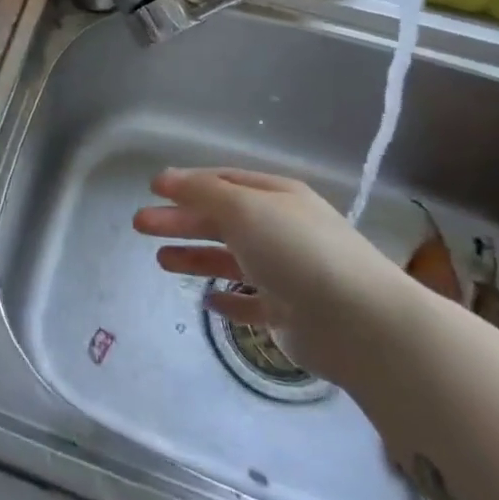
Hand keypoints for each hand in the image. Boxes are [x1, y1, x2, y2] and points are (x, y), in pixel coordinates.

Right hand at [134, 167, 412, 382]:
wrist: (359, 322)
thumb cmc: (296, 250)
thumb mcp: (243, 207)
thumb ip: (201, 191)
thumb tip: (165, 177)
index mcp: (276, 197)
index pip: (224, 182)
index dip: (187, 183)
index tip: (152, 189)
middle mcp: (281, 230)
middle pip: (221, 220)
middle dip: (180, 220)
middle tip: (139, 225)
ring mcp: (286, 273)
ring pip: (231, 260)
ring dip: (195, 256)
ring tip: (160, 262)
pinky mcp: (289, 315)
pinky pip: (251, 303)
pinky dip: (228, 300)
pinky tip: (206, 301)